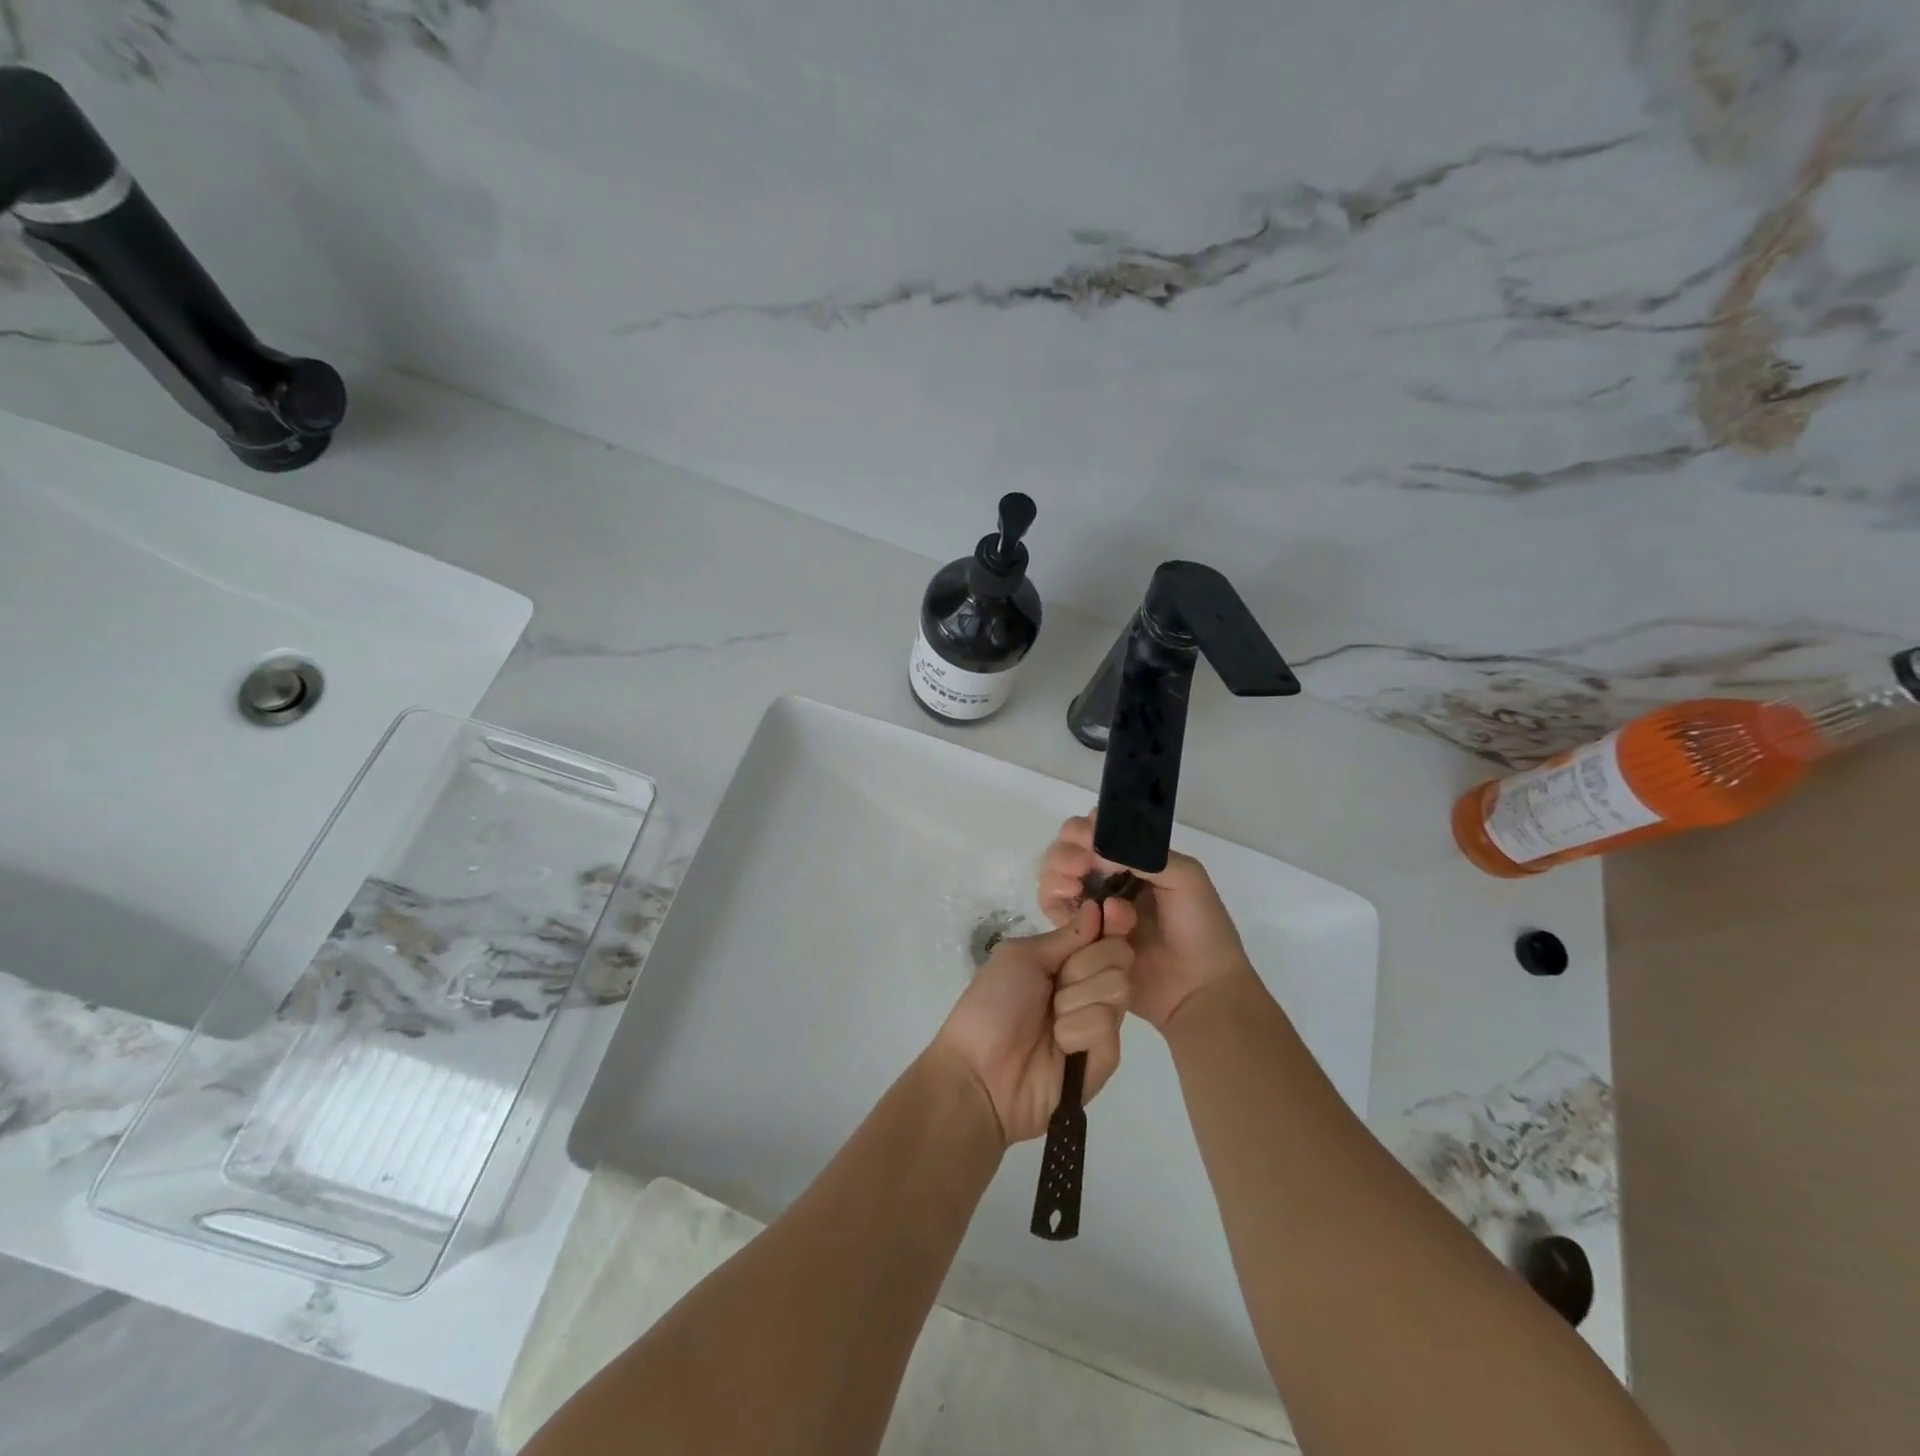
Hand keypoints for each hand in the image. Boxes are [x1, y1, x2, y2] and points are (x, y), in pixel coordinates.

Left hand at [930, 899, 1132, 1144]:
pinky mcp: (1105, 1058)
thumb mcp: (1020, 957)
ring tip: (1051, 1021)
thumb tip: (1095, 907)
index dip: (1114, 922)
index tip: (1112, 909)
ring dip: (1076, 999)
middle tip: (1056, 983)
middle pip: (1119, 957)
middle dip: (1086, 964)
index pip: (1107, 935)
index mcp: (1067, 962)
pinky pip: (1107, 1026)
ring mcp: (1099, 1024)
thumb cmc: (992, 1005)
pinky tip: (1059, 1045)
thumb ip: (1065, 936)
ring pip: (1118, 988)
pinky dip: (1077, 1030)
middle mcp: (1088, 988)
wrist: (980, 1072)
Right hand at [1039, 814, 1252, 1032]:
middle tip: (1081, 863)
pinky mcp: (1080, 936)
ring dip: (1057, 872)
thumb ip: (1143, 854)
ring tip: (1075, 885)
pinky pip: (1053, 910)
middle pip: (1067, 849)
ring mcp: (1091, 907)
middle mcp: (1106, 878)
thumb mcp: (1185, 876)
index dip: (1085, 827)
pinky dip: (1055, 900)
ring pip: (1054, 876)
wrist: (1199, 988)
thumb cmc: (1201, 928)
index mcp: (1132, 859)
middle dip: (1067, 850)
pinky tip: (1073, 903)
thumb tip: (1096, 853)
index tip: (1089, 836)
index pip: (1096, 830)